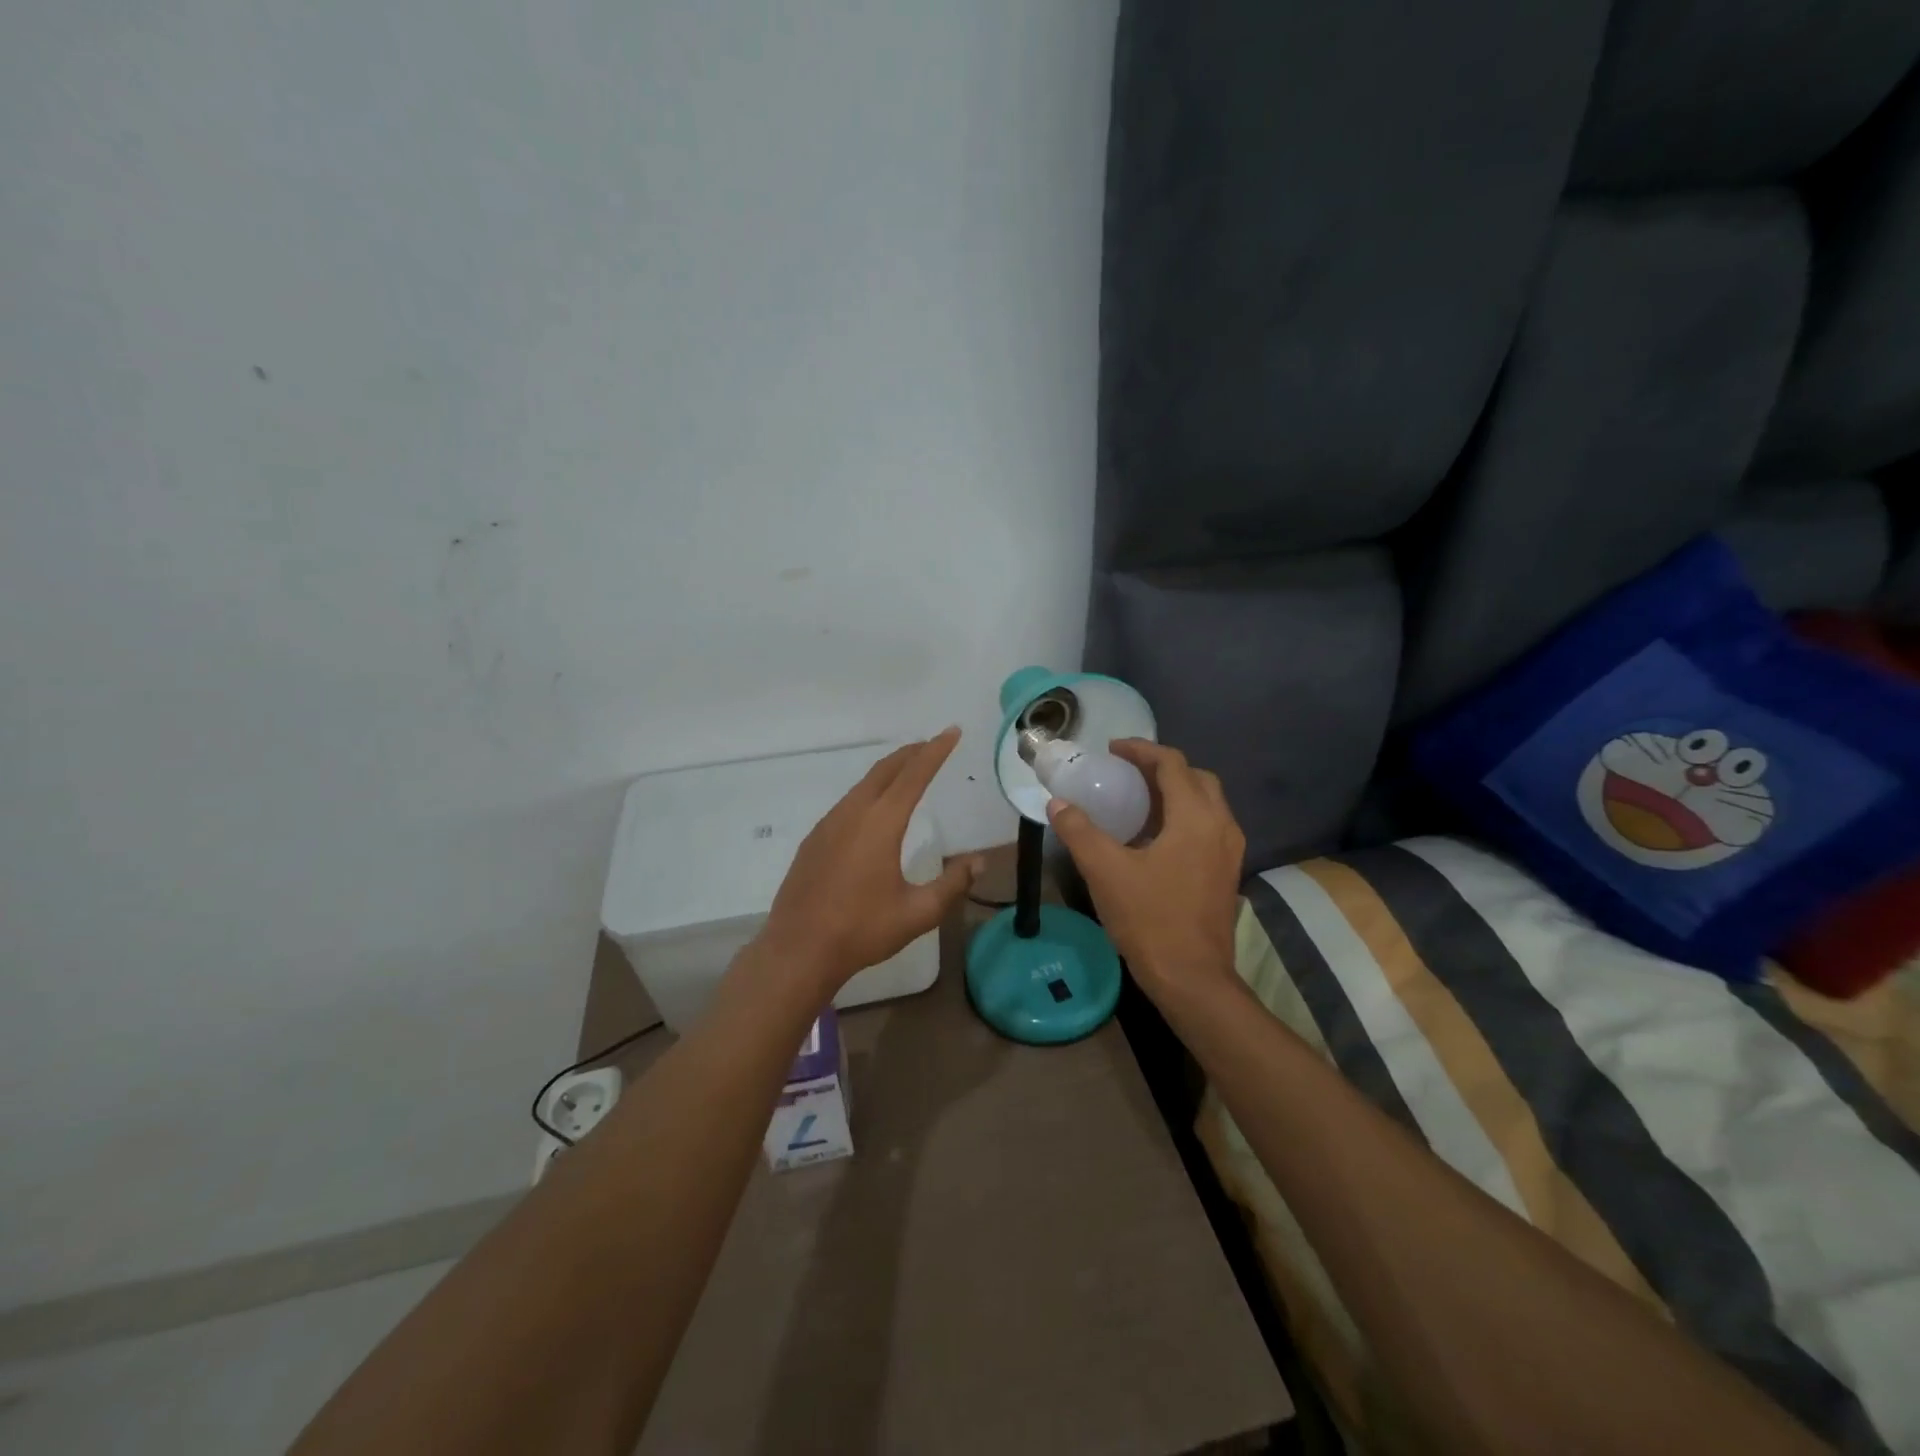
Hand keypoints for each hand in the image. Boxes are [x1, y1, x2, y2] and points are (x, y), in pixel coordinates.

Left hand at [753, 729, 980, 1001]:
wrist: (798, 950)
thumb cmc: (861, 930)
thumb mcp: (917, 913)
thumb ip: (952, 885)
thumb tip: (979, 863)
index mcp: (880, 824)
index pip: (914, 775)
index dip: (935, 751)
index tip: (951, 732)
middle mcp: (852, 814)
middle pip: (885, 771)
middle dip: (911, 753)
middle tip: (933, 743)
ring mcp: (828, 825)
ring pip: (863, 785)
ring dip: (889, 772)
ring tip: (908, 770)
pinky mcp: (814, 840)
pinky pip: (847, 803)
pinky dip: (869, 791)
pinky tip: (874, 809)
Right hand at [1045, 740, 1244, 1001]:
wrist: (1192, 978)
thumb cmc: (1150, 920)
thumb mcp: (1105, 872)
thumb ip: (1079, 831)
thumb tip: (1058, 803)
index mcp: (1196, 818)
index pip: (1172, 764)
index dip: (1141, 750)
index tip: (1112, 750)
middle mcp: (1221, 826)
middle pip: (1196, 778)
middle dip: (1161, 767)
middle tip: (1125, 772)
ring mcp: (1229, 851)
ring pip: (1206, 802)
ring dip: (1174, 791)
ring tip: (1136, 799)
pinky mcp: (1226, 871)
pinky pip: (1207, 826)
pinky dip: (1182, 815)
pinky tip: (1153, 835)